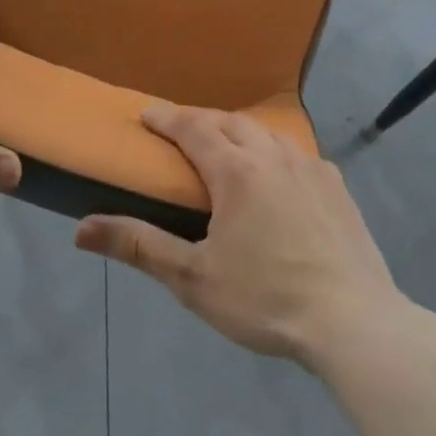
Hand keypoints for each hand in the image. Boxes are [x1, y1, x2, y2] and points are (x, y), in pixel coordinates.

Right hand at [75, 103, 406, 362]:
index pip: (192, 128)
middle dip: (201, 120)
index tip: (145, 113)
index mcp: (236, 170)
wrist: (354, 322)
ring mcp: (311, 167)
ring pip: (266, 133)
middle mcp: (273, 155)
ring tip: (225, 149)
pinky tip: (276, 175)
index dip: (166, 118)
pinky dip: (273, 152)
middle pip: (230, 121)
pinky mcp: (337, 187)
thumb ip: (138, 246)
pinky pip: (296, 153)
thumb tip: (81, 228)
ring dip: (238, 132)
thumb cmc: (266, 298)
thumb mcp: (193, 278)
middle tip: (180, 133)